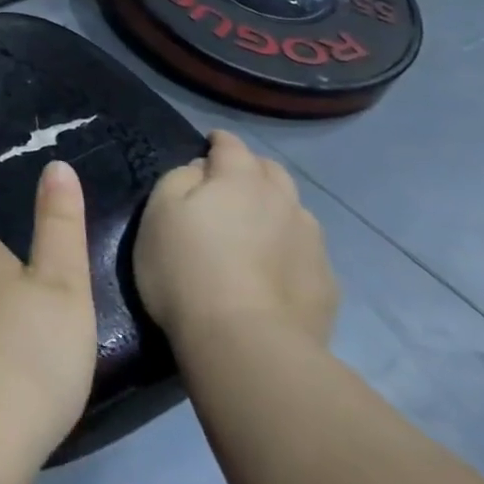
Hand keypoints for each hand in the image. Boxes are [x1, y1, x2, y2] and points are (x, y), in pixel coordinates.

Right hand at [133, 131, 338, 356]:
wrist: (245, 343)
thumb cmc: (186, 269)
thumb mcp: (158, 213)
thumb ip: (179, 179)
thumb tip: (201, 171)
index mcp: (240, 179)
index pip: (231, 145)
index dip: (218, 141)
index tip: (209, 144)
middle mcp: (283, 200)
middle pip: (271, 171)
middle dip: (251, 170)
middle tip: (229, 185)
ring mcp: (311, 242)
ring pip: (294, 210)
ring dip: (274, 209)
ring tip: (254, 230)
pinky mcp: (326, 283)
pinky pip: (305, 252)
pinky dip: (289, 249)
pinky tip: (273, 271)